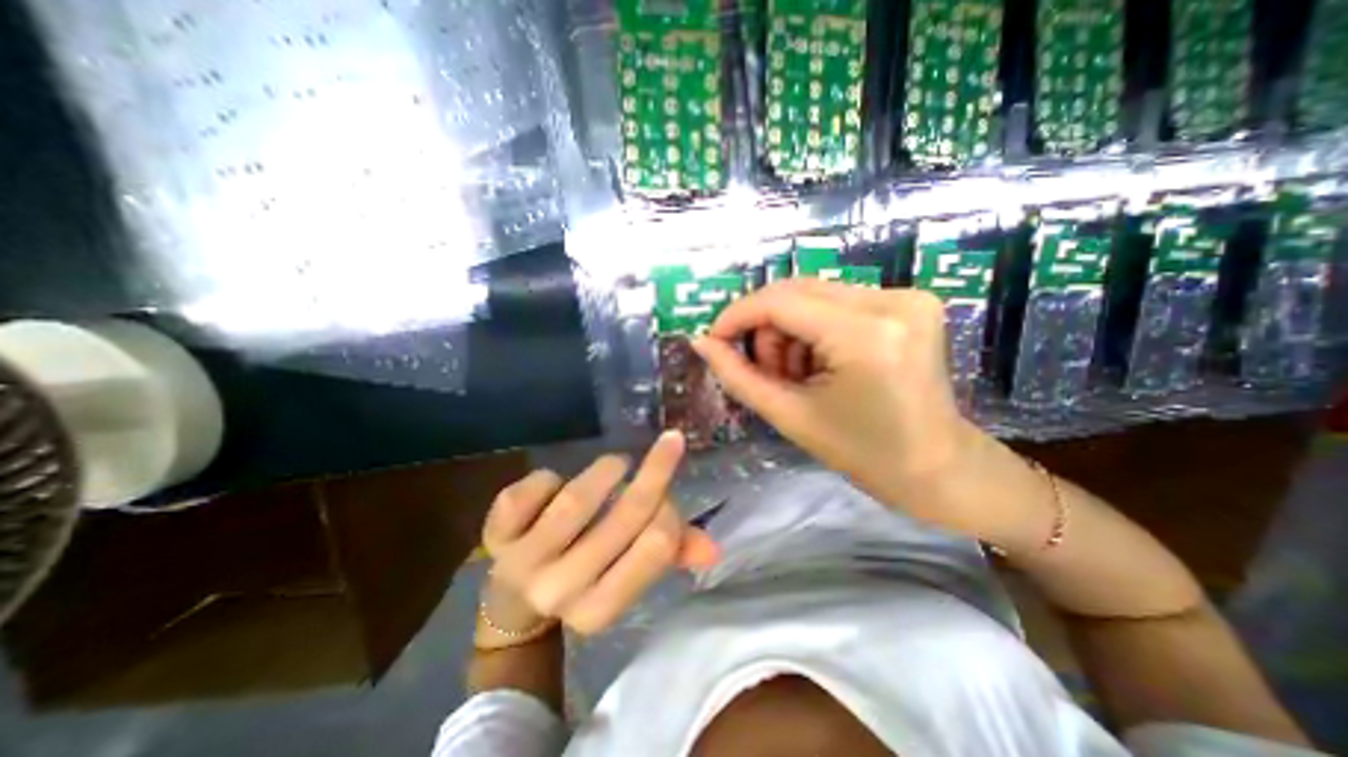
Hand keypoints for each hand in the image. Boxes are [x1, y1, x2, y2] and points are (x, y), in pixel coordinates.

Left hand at [479, 431, 722, 638]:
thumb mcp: (626, 573)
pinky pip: (527, 493)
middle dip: (654, 473)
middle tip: (669, 444)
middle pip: (622, 519)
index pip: (656, 546)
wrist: (514, 600)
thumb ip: (669, 556)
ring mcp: (523, 564)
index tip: (669, 494)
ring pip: (576, 502)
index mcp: (601, 609)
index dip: (671, 509)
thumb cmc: (585, 577)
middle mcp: (562, 591)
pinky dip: (547, 478)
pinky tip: (554, 484)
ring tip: (617, 464)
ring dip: (606, 471)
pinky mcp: (495, 537)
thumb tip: (713, 548)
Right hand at [688, 280, 987, 535]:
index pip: (780, 302)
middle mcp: (892, 301)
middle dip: (765, 327)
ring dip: (790, 329)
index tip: (714, 338)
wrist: (937, 467)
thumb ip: (738, 375)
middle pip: (795, 291)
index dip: (737, 315)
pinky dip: (815, 327)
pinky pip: (837, 301)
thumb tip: (702, 341)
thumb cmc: (862, 454)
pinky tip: (821, 362)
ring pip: (813, 294)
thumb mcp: (790, 415)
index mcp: (866, 336)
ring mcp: (907, 297)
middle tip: (766, 370)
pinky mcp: (910, 301)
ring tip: (797, 373)